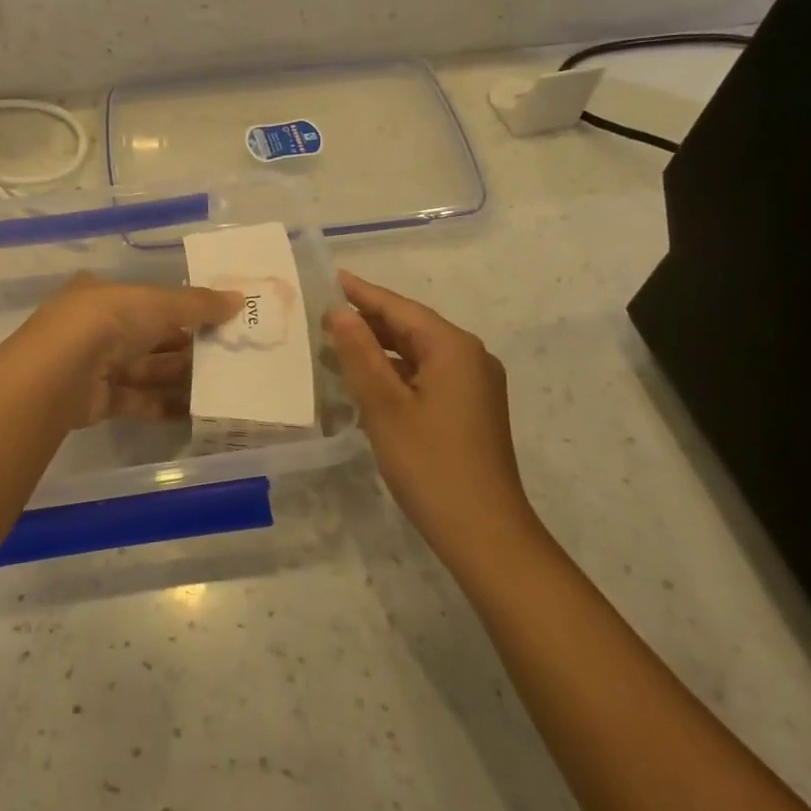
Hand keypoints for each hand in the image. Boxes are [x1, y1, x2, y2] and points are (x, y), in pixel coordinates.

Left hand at [14, 274, 241, 428]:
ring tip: (221, 383)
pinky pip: (137, 400)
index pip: (149, 299)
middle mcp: (97, 327)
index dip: (182, 307)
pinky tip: (196, 410)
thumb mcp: (159, 303)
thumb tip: (239, 299)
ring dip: (179, 376)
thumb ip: (198, 304)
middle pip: (149, 336)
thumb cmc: (109, 321)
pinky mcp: (97, 401)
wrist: (59, 373)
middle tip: (227, 353)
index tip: (217, 317)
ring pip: (145, 369)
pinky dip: (164, 405)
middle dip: (186, 344)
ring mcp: (94, 365)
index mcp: (105, 295)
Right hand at [326, 271, 536, 564]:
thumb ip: (360, 355)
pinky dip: (397, 372)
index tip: (331, 277)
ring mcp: (475, 386)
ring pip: (419, 353)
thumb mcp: (385, 406)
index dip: (363, 293)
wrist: (486, 533)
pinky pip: (428, 375)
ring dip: (381, 348)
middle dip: (370, 320)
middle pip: (412, 327)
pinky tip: (369, 381)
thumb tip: (340, 313)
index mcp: (453, 348)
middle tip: (324, 314)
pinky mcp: (471, 410)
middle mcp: (470, 358)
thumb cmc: (430, 465)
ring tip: (337, 344)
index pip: (400, 308)